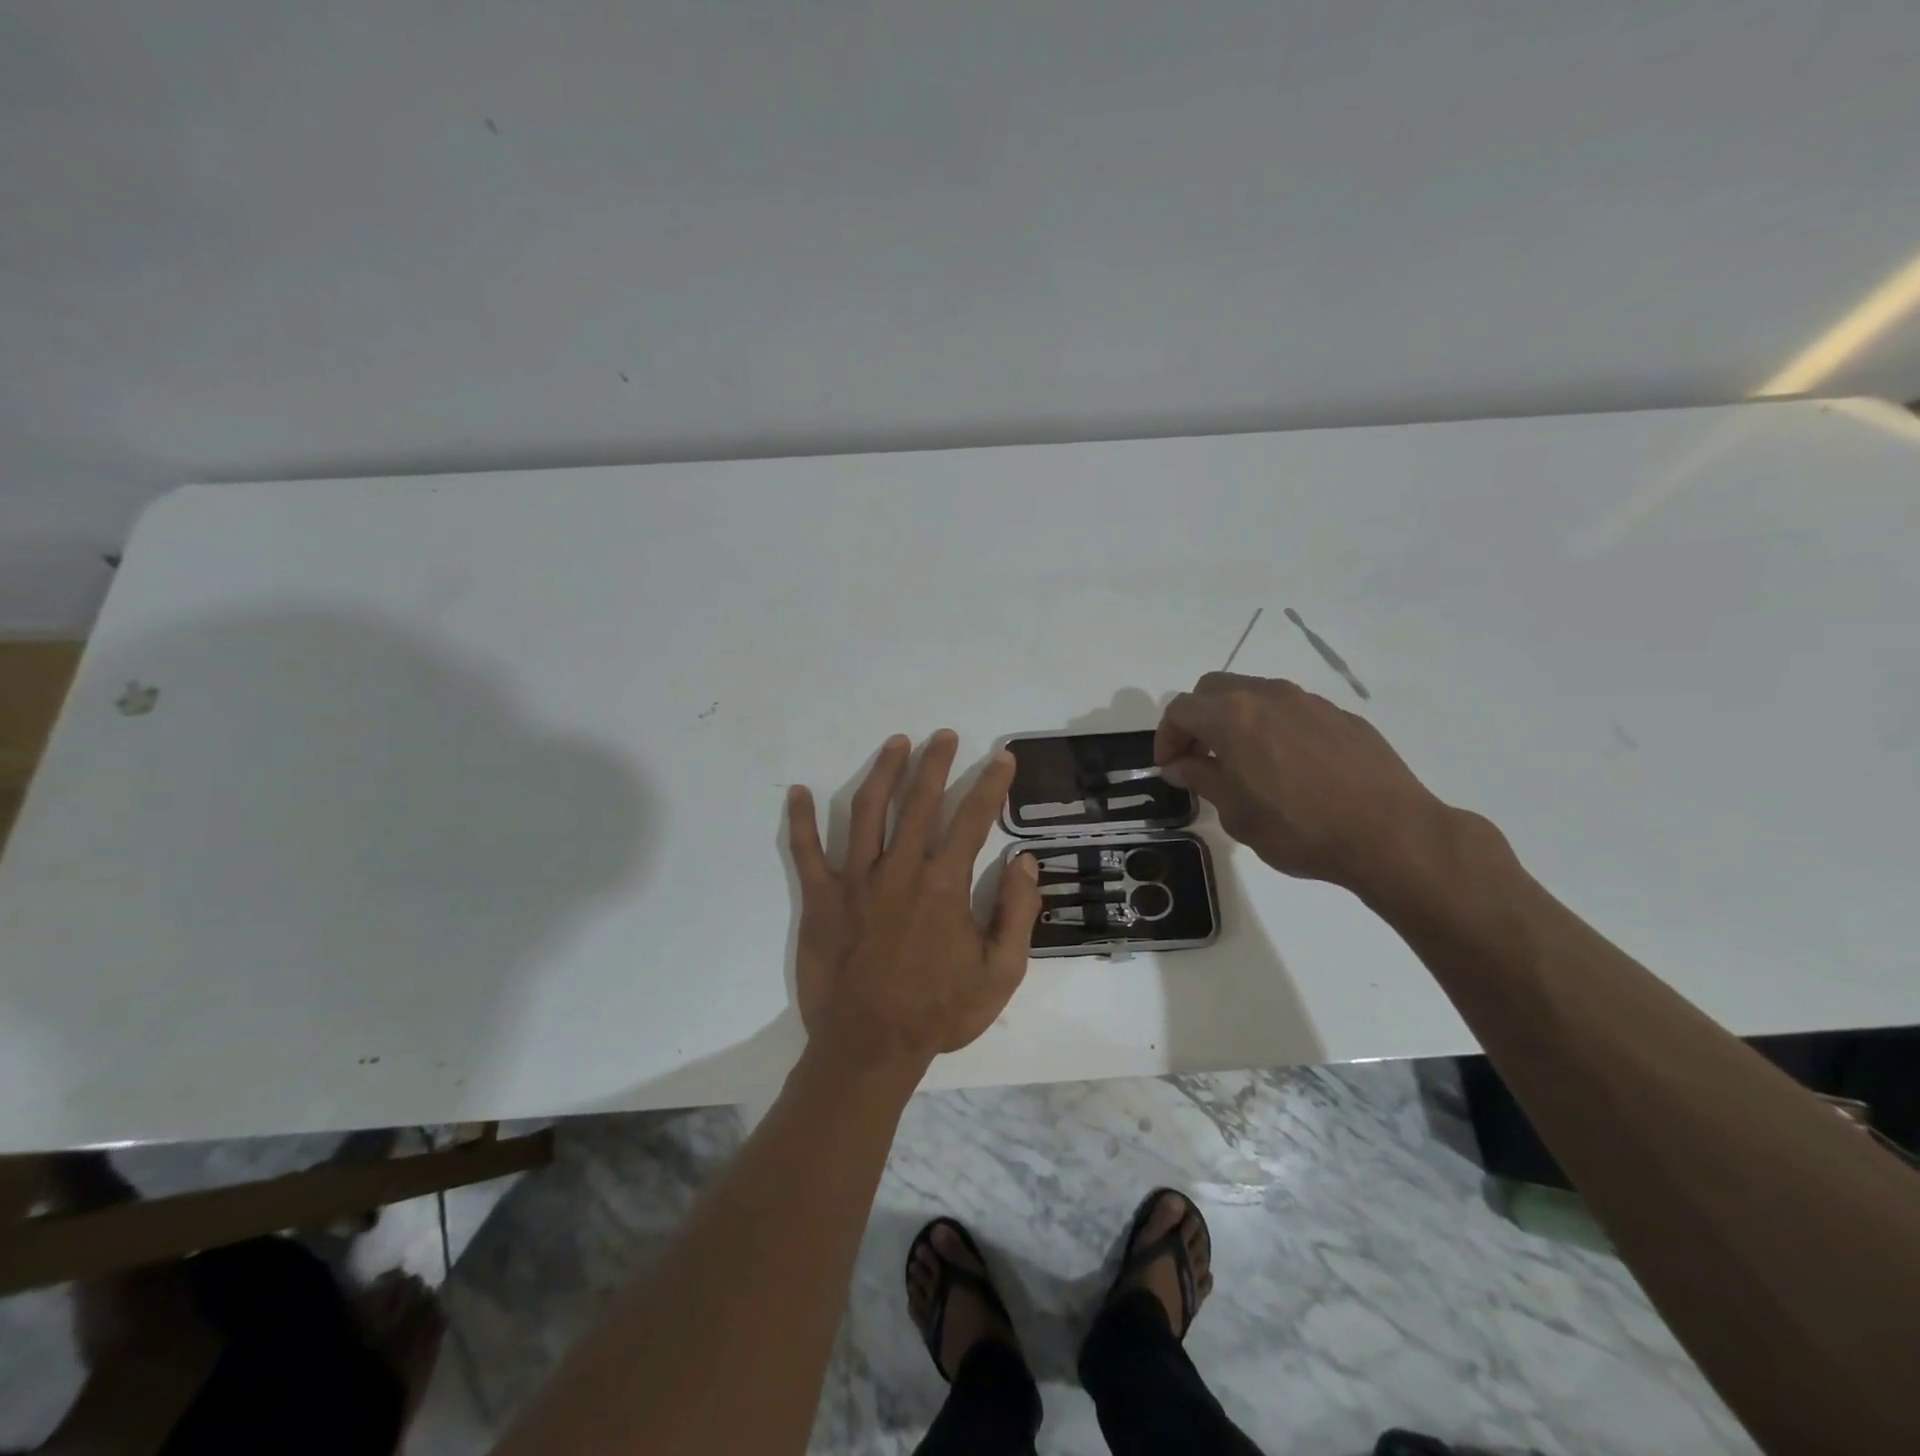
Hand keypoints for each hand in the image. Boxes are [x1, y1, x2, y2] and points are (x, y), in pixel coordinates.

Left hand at [786, 731, 1043, 1069]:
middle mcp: (899, 870)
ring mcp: (854, 880)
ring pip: (867, 811)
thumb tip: (1024, 861)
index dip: (990, 784)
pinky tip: (798, 792)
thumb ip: (1017, 914)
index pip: (973, 819)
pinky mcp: (819, 898)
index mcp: (944, 885)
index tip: (1000, 757)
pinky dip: (801, 820)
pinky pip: (805, 851)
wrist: (869, 1047)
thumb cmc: (938, 1013)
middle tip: (944, 735)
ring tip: (896, 743)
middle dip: (935, 762)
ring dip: (883, 772)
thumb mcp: (1000, 974)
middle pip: (919, 801)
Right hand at [1154, 672, 1461, 898]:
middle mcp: (1268, 695)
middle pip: (1214, 689)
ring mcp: (1308, 701)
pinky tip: (1289, 768)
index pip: (1180, 710)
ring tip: (1243, 763)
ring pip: (1255, 695)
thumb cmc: (1299, 828)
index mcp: (1233, 716)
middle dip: (1197, 719)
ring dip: (1236, 720)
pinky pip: (1291, 711)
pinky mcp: (1340, 715)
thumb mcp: (1236, 813)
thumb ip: (1202, 779)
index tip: (1169, 768)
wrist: (1390, 834)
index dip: (1166, 737)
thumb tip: (1179, 765)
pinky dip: (1273, 728)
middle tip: (1198, 758)